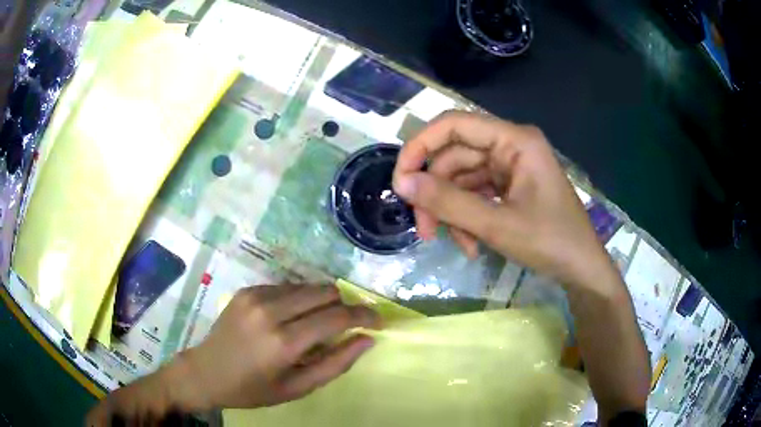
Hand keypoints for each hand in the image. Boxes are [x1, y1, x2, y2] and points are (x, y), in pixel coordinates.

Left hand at [87, 284, 380, 424]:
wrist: (205, 372)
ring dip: (322, 302)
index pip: (337, 317)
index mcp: (284, 341)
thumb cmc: (253, 389)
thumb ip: (336, 363)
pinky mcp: (248, 290)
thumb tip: (367, 339)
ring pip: (308, 285)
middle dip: (344, 306)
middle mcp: (271, 310)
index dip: (364, 316)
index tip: (378, 320)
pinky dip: (299, 300)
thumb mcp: (298, 388)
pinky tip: (291, 318)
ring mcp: (256, 295)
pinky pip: (287, 287)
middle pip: (325, 292)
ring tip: (316, 325)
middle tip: (345, 326)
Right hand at [393, 111, 613, 289]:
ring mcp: (510, 167)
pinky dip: (467, 218)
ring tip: (458, 245)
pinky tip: (471, 245)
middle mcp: (510, 146)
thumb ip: (448, 202)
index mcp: (514, 140)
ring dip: (453, 212)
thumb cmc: (551, 242)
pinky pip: (475, 194)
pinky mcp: (509, 187)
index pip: (454, 125)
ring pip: (462, 180)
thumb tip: (402, 183)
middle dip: (437, 194)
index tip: (400, 181)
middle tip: (425, 230)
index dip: (421, 147)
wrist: (582, 269)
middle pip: (455, 157)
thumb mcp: (497, 225)